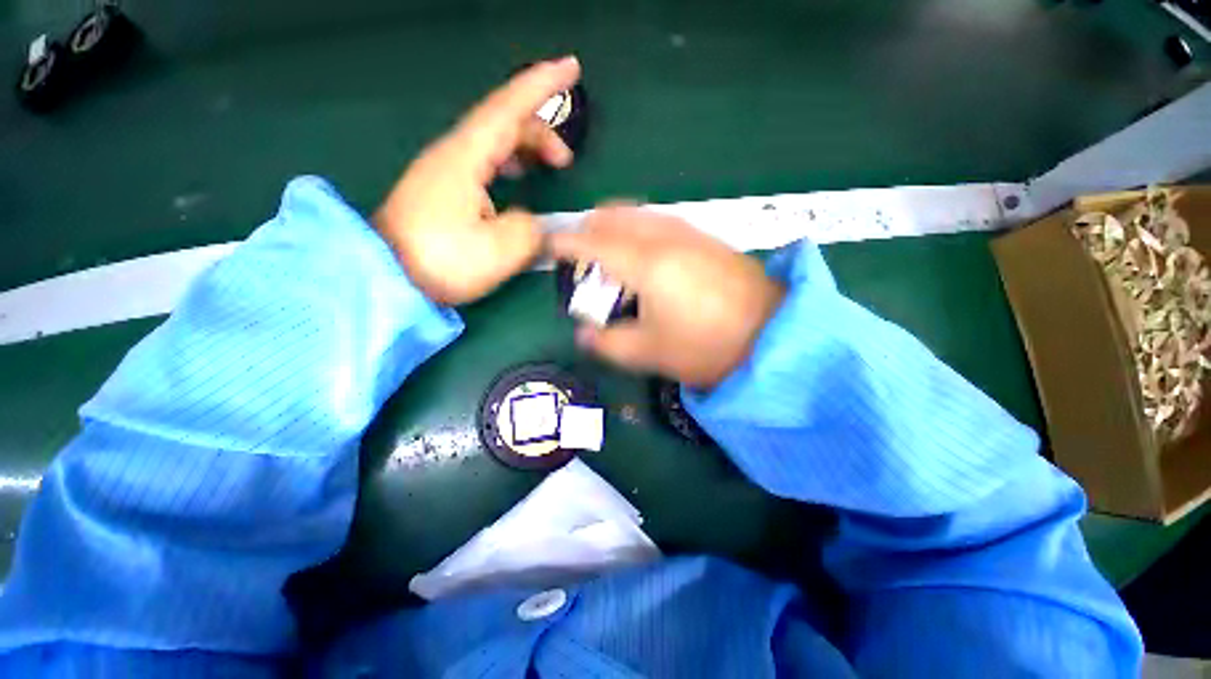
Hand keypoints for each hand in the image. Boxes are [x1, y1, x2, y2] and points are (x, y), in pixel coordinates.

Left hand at [374, 57, 580, 304]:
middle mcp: (453, 154)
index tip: (571, 67)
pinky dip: (508, 162)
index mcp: (466, 158)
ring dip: (525, 147)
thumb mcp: (500, 250)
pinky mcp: (443, 189)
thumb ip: (530, 229)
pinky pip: (484, 160)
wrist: (386, 276)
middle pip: (503, 123)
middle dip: (541, 132)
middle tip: (566, 162)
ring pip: (494, 141)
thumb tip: (530, 222)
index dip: (542, 86)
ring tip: (547, 167)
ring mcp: (445, 170)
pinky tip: (515, 178)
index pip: (509, 108)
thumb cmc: (442, 261)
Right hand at [550, 206, 785, 388]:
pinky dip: (640, 229)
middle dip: (589, 229)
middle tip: (580, 255)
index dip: (565, 242)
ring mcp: (690, 233)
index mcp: (646, 263)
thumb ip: (607, 343)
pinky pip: (661, 221)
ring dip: (616, 227)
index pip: (592, 241)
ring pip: (639, 213)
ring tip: (610, 256)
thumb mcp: (649, 353)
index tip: (548, 245)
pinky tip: (646, 255)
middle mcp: (665, 237)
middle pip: (614, 215)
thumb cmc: (707, 347)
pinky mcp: (707, 238)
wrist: (775, 336)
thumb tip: (582, 333)